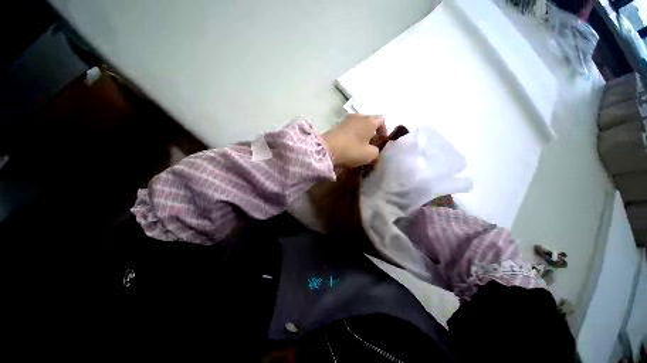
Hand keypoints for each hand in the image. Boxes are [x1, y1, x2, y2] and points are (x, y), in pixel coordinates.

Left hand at [322, 114, 387, 167]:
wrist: (327, 149)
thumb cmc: (352, 150)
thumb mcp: (370, 155)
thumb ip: (377, 152)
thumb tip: (375, 151)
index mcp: (370, 120)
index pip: (382, 120)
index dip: (384, 131)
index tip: (381, 142)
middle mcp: (358, 116)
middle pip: (369, 122)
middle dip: (372, 134)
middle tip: (371, 146)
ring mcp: (346, 120)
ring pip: (358, 126)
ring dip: (361, 135)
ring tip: (359, 148)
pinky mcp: (337, 126)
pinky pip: (349, 129)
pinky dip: (352, 136)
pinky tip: (349, 147)